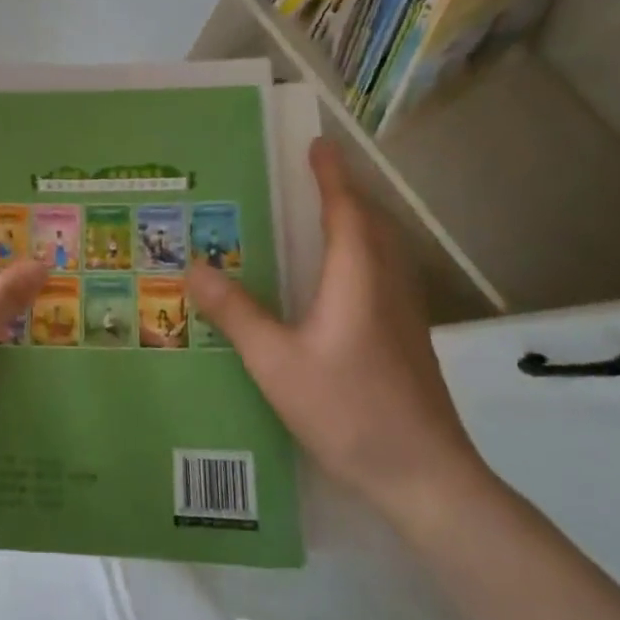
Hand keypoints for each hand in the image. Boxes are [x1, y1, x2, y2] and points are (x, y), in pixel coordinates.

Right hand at [185, 138, 486, 522]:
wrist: (426, 476)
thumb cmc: (348, 410)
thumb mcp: (276, 361)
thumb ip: (235, 312)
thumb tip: (194, 267)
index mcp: (357, 277)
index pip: (345, 209)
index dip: (331, 175)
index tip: (318, 143)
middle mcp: (387, 284)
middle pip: (373, 223)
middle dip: (346, 192)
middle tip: (313, 176)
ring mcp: (405, 313)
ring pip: (385, 249)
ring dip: (359, 221)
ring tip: (324, 217)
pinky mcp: (409, 338)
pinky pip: (386, 273)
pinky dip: (365, 253)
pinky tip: (340, 281)